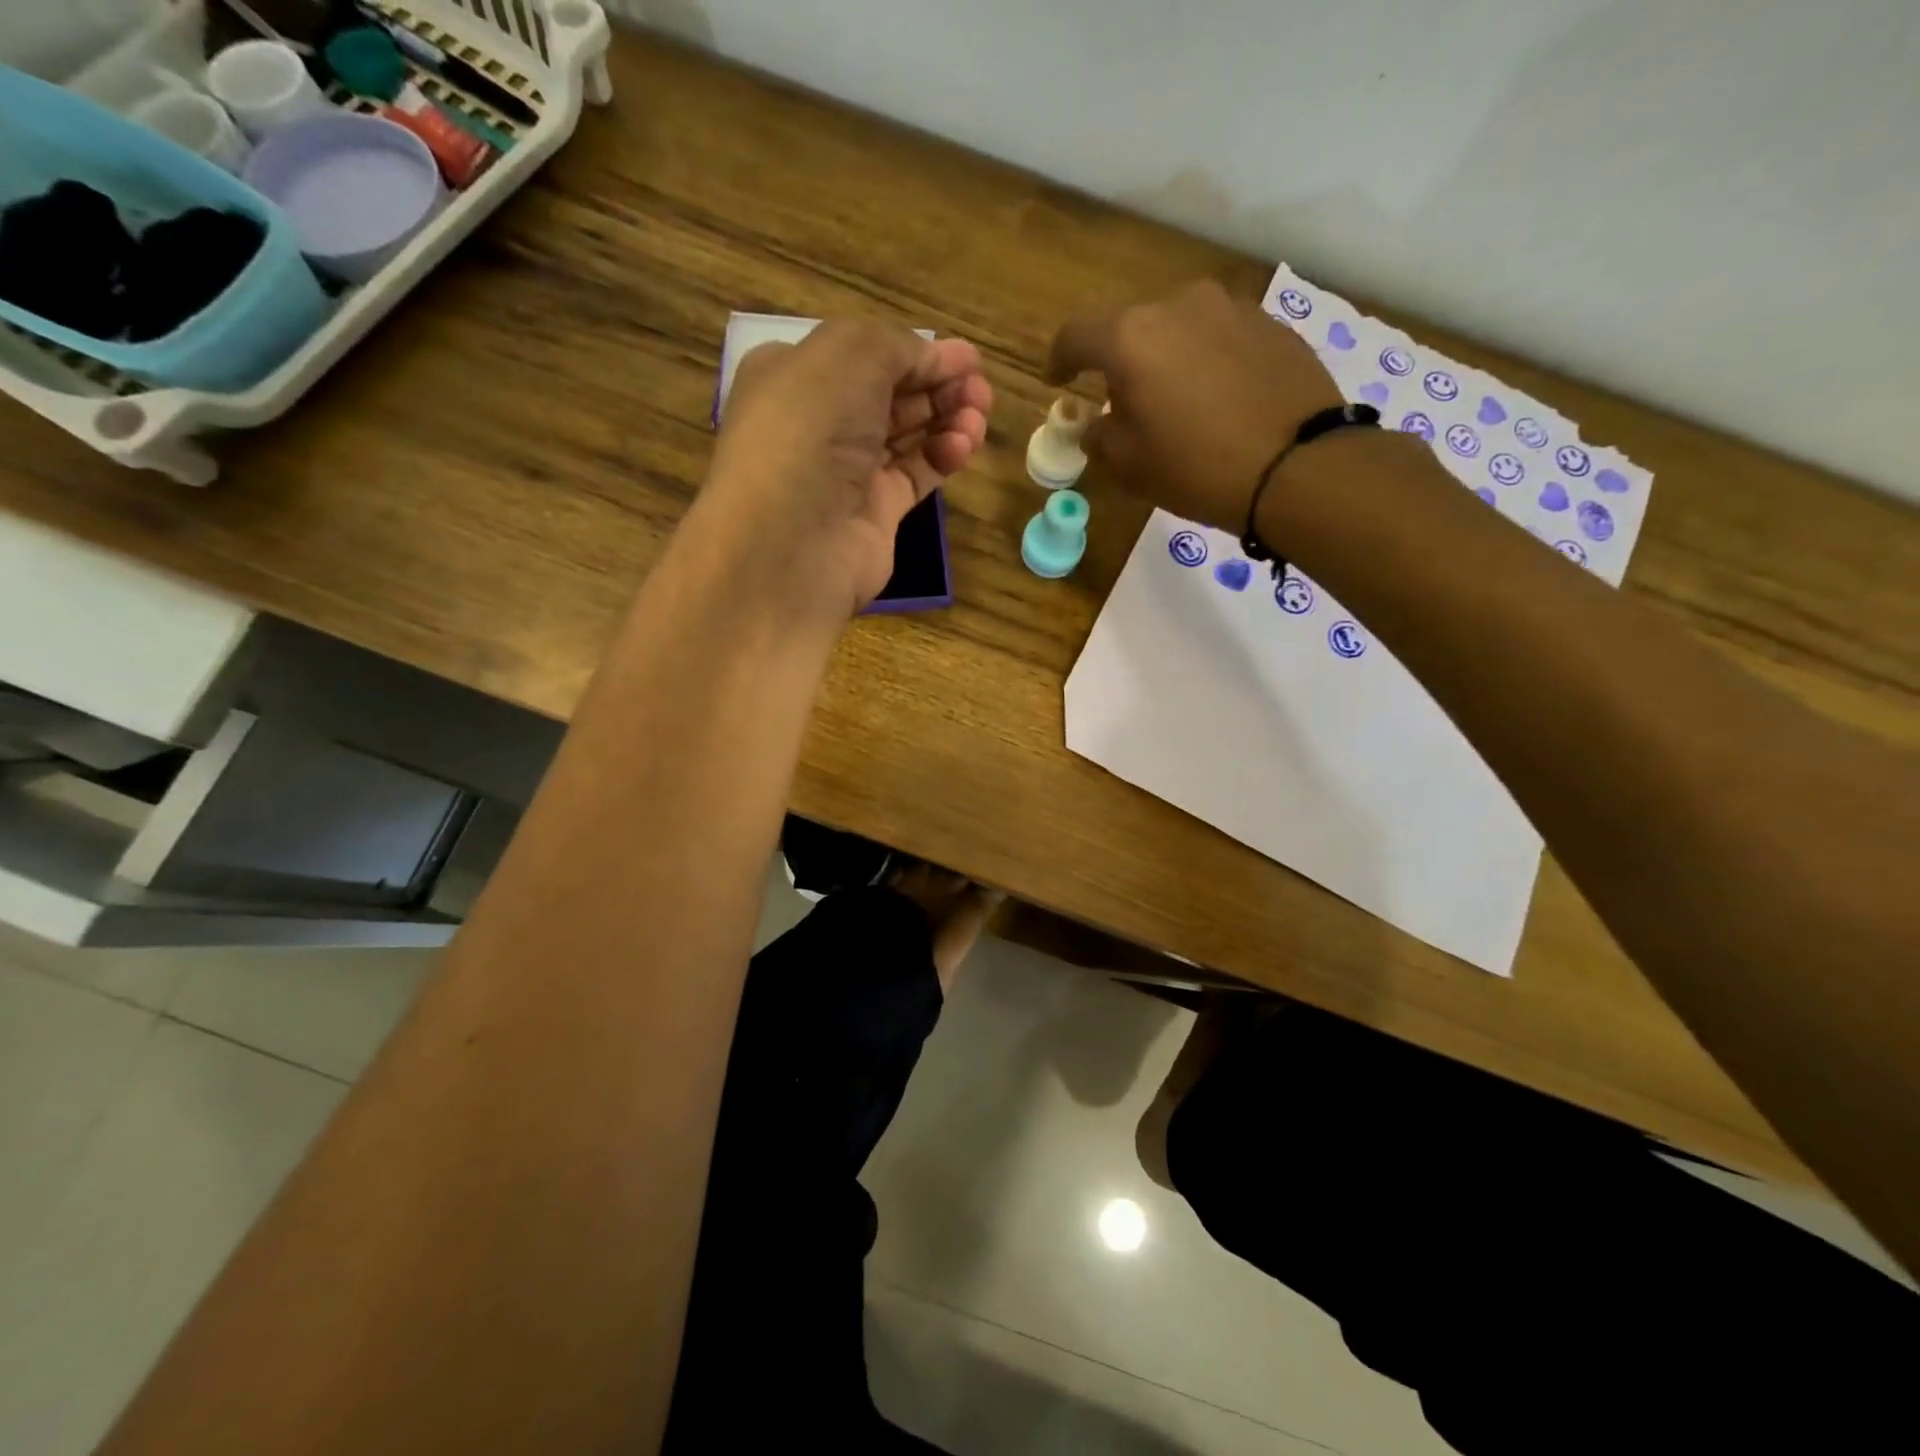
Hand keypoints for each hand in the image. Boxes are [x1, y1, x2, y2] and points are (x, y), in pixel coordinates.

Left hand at [702, 319, 991, 621]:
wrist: (792, 539)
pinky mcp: (874, 514)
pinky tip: (963, 447)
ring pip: (906, 436)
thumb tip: (931, 361)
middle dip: (939, 386)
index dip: (916, 352)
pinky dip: (942, 457)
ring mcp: (845, 473)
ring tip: (979, 416)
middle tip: (980, 389)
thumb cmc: (810, 429)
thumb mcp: (850, 353)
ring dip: (947, 419)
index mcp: (793, 376)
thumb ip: (897, 346)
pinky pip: (914, 476)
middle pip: (889, 395)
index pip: (863, 356)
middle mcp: (817, 424)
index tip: (967, 358)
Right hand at [1047, 279, 1343, 532]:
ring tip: (1178, 401)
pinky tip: (1219, 399)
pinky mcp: (1270, 323)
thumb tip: (1096, 424)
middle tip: (1125, 403)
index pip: (1076, 337)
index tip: (1057, 381)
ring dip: (1167, 358)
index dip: (1059, 360)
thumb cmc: (1196, 468)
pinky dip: (1207, 361)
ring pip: (1179, 329)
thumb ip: (1099, 436)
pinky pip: (1219, 337)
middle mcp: (1178, 306)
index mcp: (1131, 338)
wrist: (1297, 467)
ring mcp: (1230, 308)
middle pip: (1131, 328)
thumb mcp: (1129, 464)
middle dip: (1120, 363)